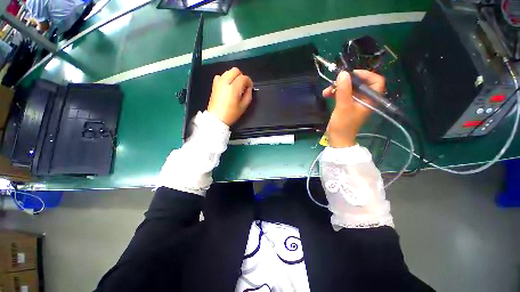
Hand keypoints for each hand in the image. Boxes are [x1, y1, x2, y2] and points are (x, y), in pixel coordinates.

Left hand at [207, 67, 253, 125]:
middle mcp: (225, 82)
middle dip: (241, 77)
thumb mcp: (244, 106)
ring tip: (236, 86)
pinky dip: (226, 78)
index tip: (250, 87)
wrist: (217, 118)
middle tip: (243, 86)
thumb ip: (249, 94)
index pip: (244, 78)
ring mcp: (218, 82)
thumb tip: (249, 87)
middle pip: (235, 70)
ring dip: (234, 77)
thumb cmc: (231, 114)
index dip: (249, 82)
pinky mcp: (214, 84)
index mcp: (233, 88)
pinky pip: (221, 76)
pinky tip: (228, 86)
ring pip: (228, 72)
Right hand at [323, 70, 384, 147]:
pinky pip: (343, 95)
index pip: (376, 81)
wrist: (337, 138)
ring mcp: (355, 102)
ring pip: (349, 89)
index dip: (366, 75)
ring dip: (337, 88)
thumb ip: (344, 90)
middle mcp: (364, 99)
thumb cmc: (343, 124)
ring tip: (326, 90)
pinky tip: (326, 94)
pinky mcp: (347, 105)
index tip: (352, 74)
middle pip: (360, 83)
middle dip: (347, 81)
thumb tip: (343, 73)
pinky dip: (335, 93)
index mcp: (370, 99)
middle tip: (335, 81)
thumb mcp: (343, 106)